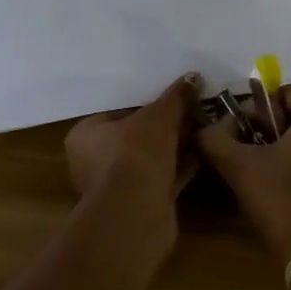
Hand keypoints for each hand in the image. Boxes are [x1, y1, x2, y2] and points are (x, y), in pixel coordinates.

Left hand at [63, 74, 201, 249]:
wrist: (137, 213)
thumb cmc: (134, 153)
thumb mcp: (158, 116)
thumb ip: (175, 97)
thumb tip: (193, 77)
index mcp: (85, 135)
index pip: (117, 111)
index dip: (147, 103)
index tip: (172, 97)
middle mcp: (94, 161)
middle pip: (136, 135)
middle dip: (165, 126)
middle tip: (193, 109)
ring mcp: (117, 186)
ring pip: (151, 158)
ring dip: (176, 146)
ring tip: (204, 126)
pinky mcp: (140, 204)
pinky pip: (162, 178)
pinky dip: (181, 166)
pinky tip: (205, 151)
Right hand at [197, 85, 290, 265]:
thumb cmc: (283, 202)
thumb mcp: (239, 168)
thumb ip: (215, 139)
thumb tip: (207, 127)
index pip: (285, 93)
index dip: (259, 110)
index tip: (244, 134)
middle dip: (274, 130)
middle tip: (252, 156)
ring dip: (290, 149)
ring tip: (268, 176)